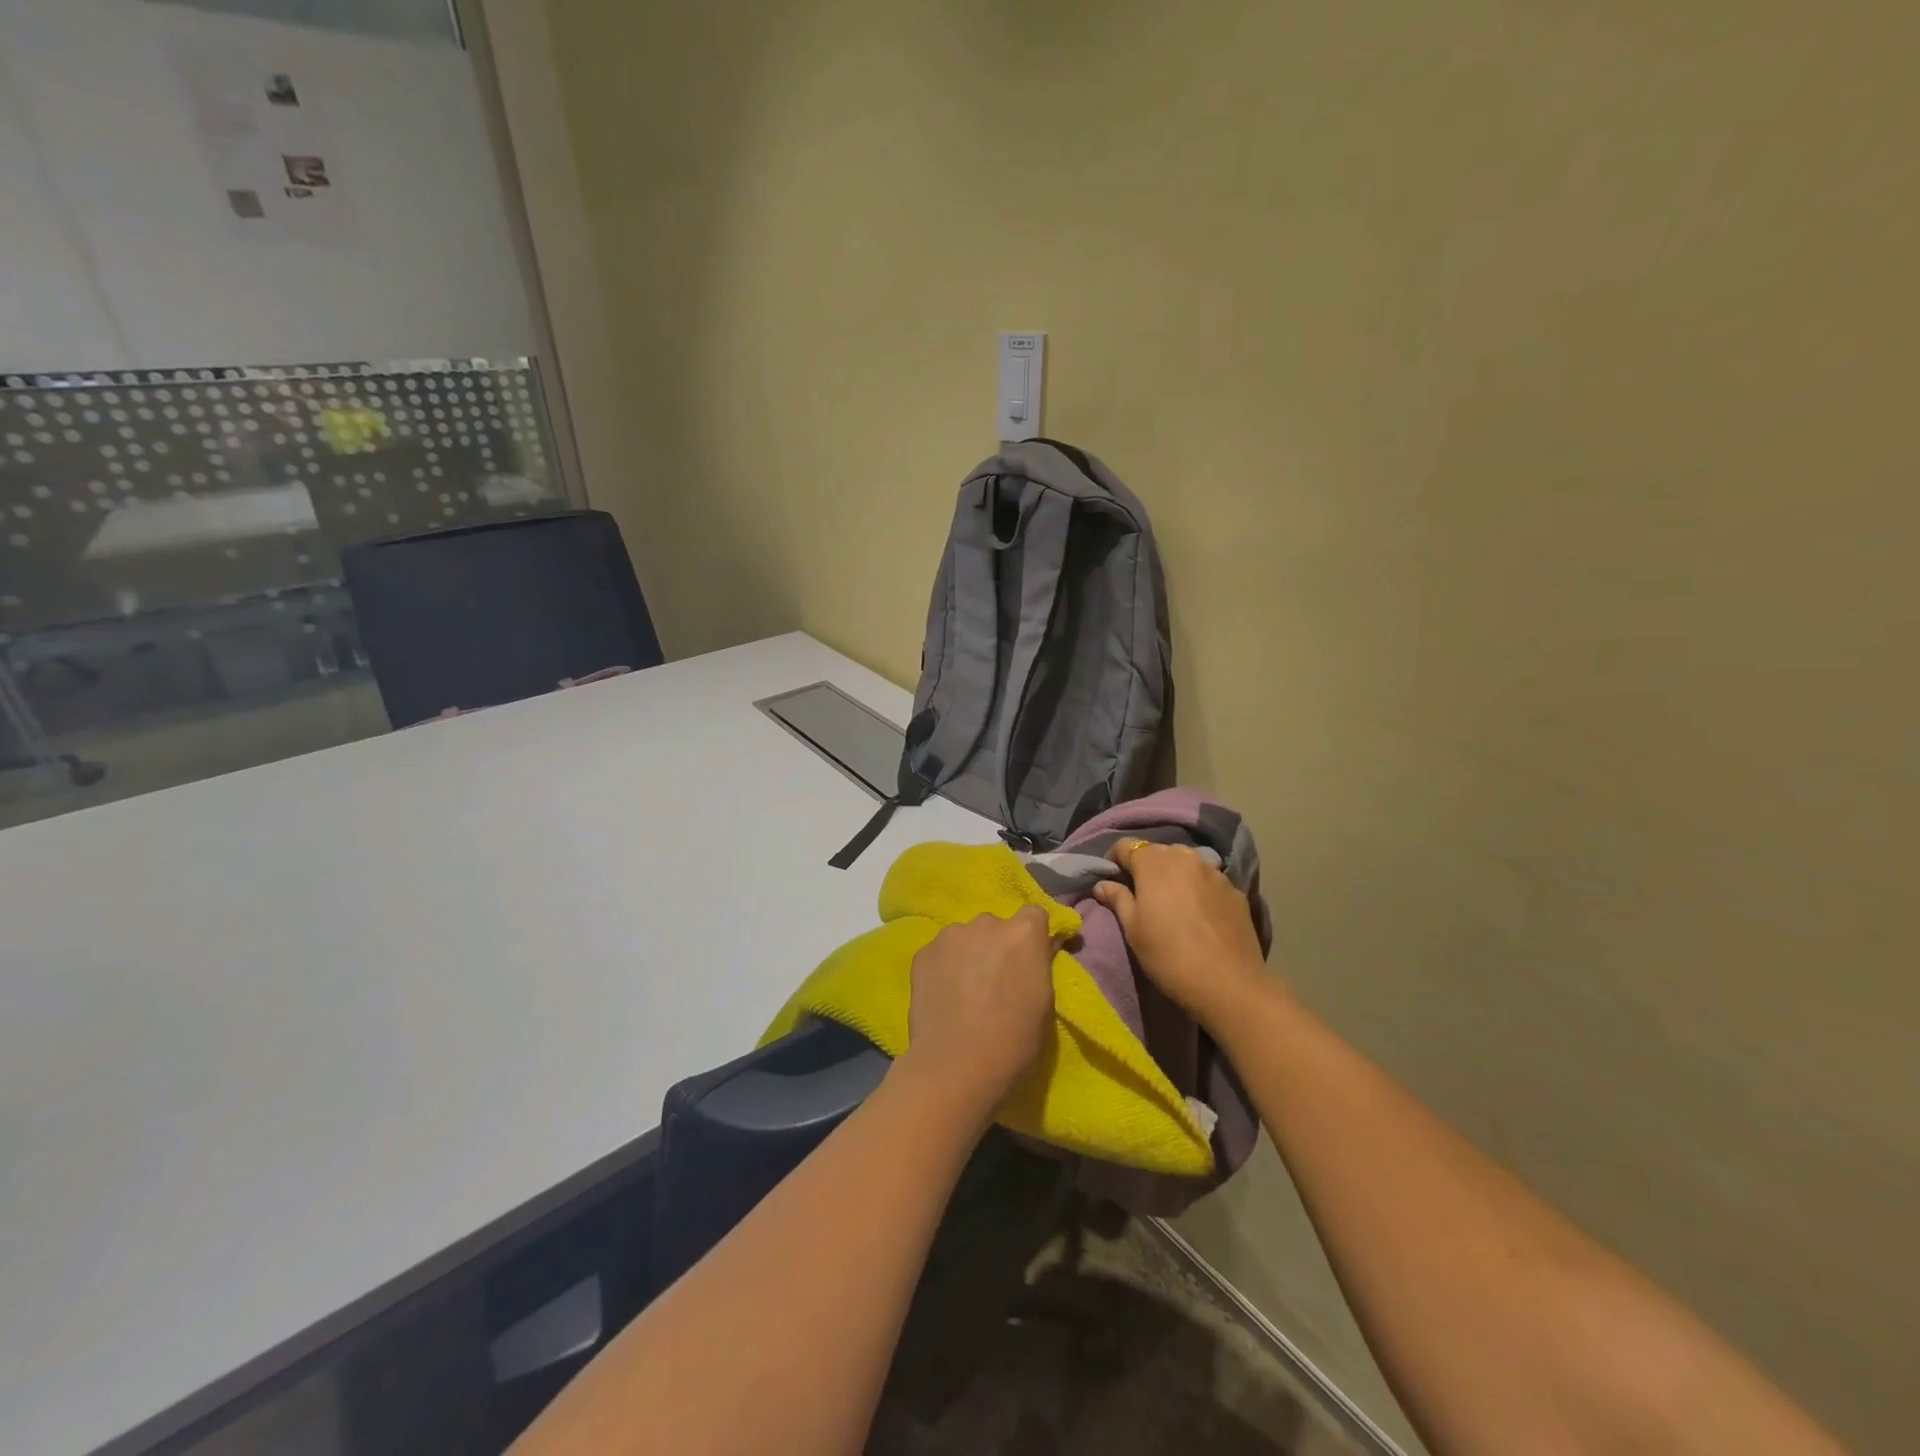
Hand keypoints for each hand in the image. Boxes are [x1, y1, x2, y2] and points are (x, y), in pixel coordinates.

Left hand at [905, 907, 1056, 1110]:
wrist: (956, 1066)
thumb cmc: (1014, 1041)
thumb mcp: (1045, 1002)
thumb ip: (1039, 966)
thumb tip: (1037, 950)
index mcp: (1023, 933)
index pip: (1034, 915)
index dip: (1032, 936)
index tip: (1030, 960)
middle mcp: (986, 922)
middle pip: (996, 926)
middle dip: (997, 946)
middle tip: (994, 981)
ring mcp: (951, 935)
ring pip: (965, 937)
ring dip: (968, 954)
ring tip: (964, 991)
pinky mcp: (923, 953)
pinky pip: (940, 953)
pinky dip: (943, 967)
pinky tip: (943, 997)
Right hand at [1094, 839, 1272, 1028]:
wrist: (1229, 984)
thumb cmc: (1169, 955)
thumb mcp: (1133, 930)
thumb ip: (1118, 899)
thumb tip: (1102, 884)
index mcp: (1154, 862)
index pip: (1126, 846)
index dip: (1114, 861)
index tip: (1111, 881)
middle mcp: (1185, 857)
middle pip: (1157, 851)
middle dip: (1145, 866)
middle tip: (1140, 894)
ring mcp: (1214, 871)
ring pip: (1185, 862)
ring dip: (1173, 873)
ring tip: (1170, 900)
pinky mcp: (1235, 890)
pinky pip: (1208, 879)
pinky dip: (1197, 887)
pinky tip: (1198, 913)